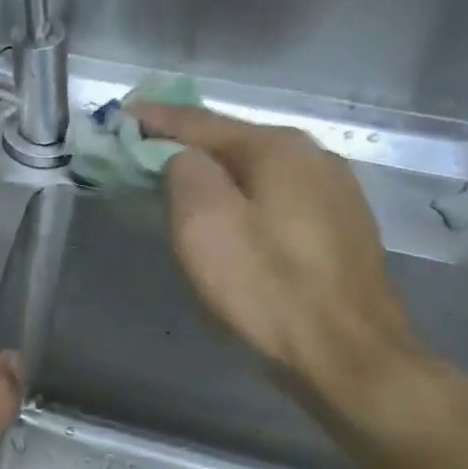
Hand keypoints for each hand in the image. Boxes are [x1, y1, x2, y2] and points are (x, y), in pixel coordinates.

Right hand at [129, 104, 422, 399]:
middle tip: (144, 152)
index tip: (122, 114)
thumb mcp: (204, 225)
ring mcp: (336, 193)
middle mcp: (314, 157)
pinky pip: (278, 199)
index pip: (201, 122)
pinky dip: (245, 200)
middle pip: (234, 143)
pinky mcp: (342, 229)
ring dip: (217, 175)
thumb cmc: (264, 288)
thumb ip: (184, 173)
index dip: (156, 119)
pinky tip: (233, 220)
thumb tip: (184, 159)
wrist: (345, 354)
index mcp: (277, 148)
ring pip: (258, 172)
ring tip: (181, 186)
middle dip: (187, 146)